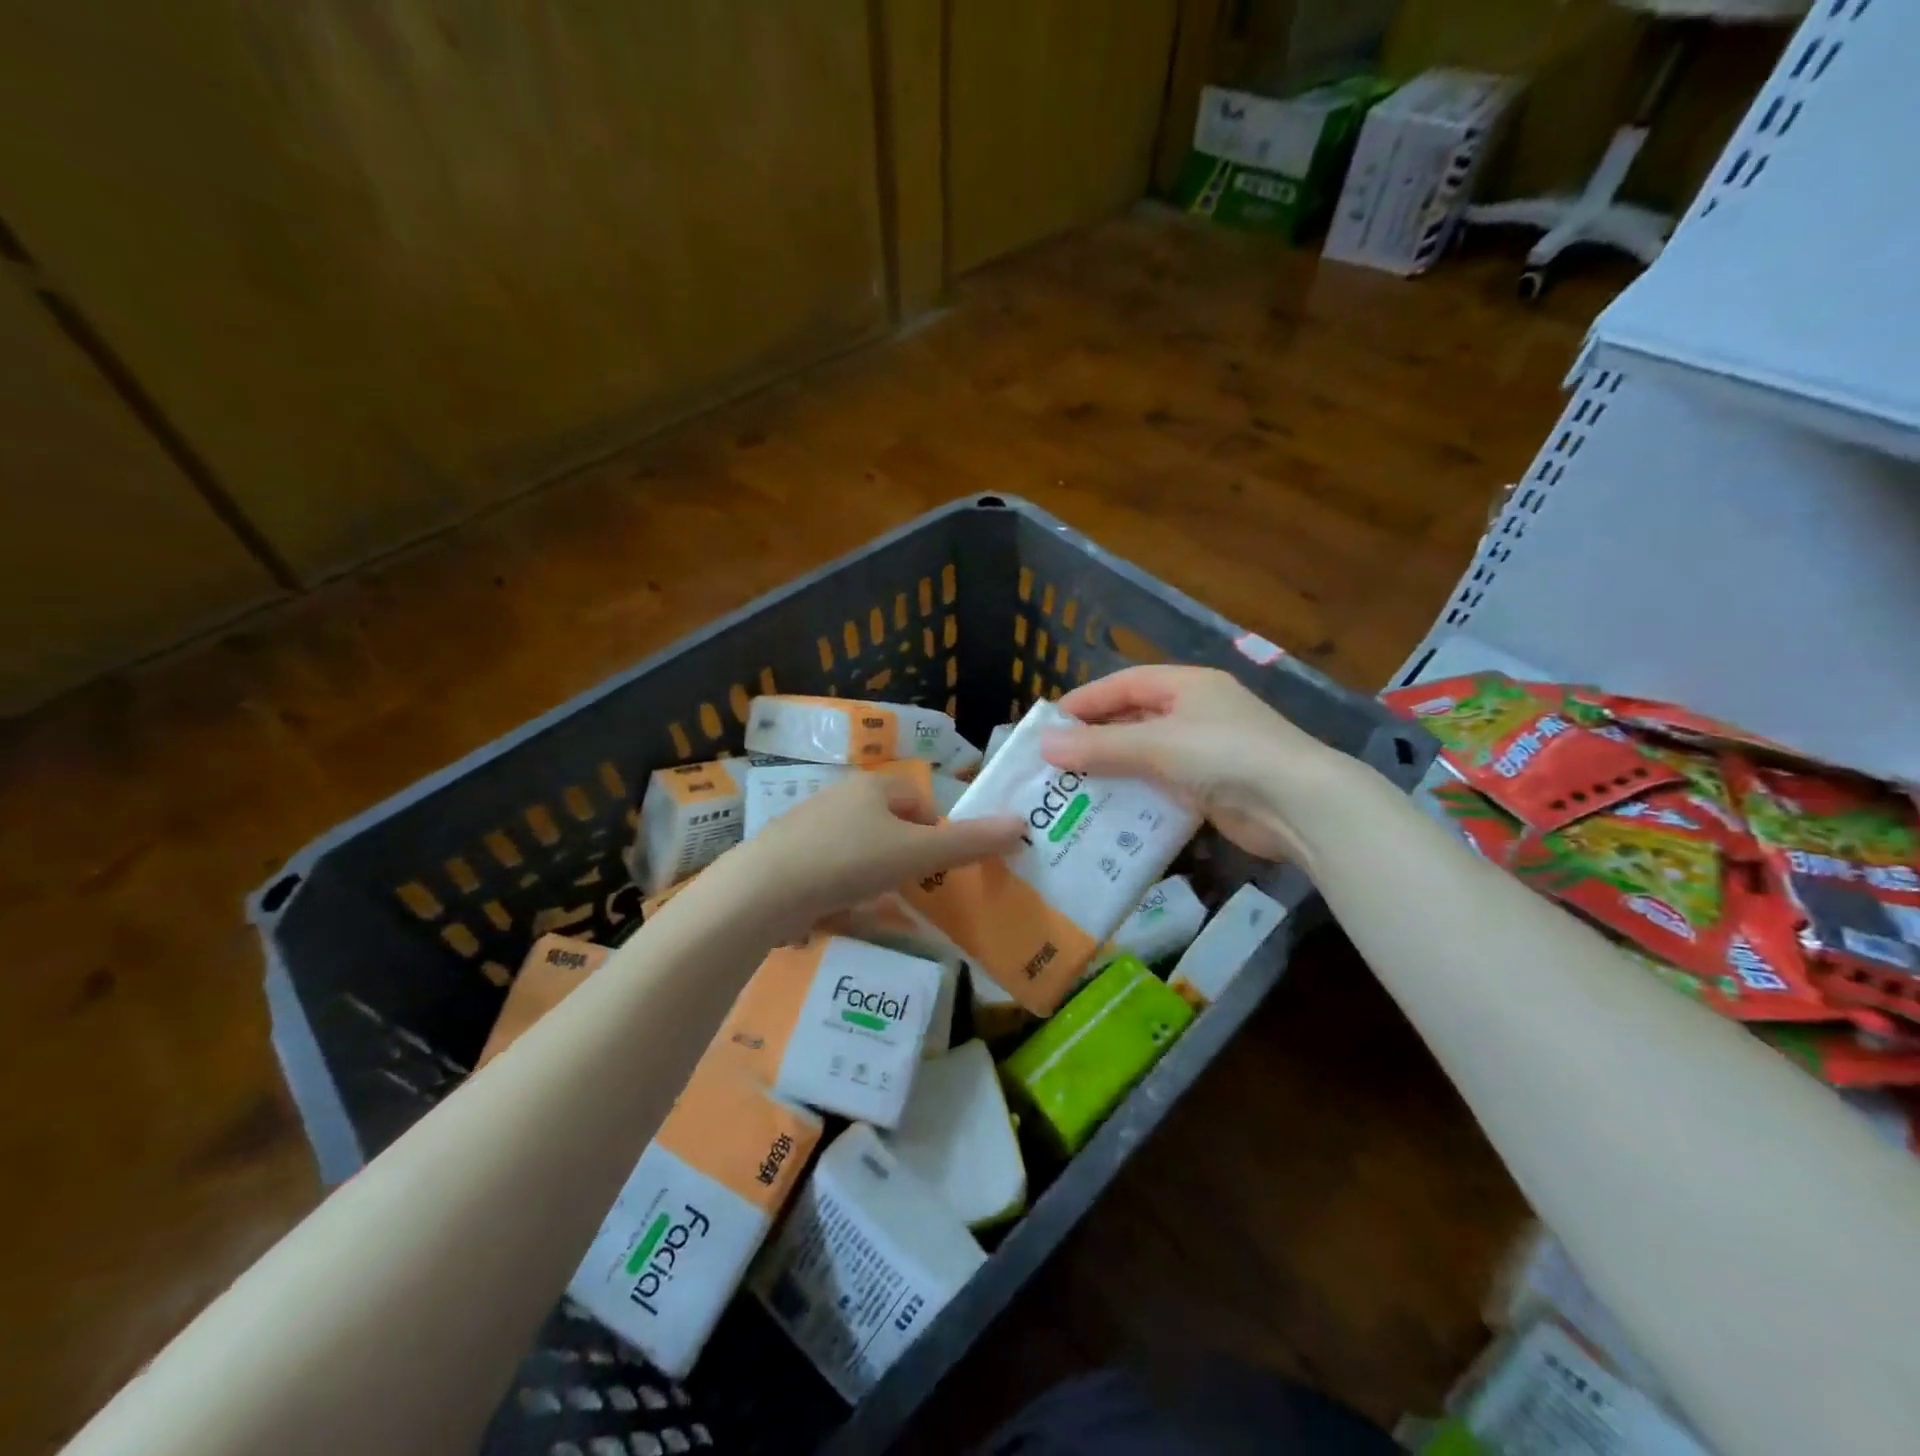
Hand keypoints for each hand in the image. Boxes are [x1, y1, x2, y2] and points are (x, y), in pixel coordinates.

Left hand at [725, 771, 1023, 937]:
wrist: (764, 890)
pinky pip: (830, 867)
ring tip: (878, 903)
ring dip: (874, 872)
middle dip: (905, 854)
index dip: (935, 831)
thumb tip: (1022, 823)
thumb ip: (969, 842)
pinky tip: (841, 910)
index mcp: (872, 786)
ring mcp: (809, 826)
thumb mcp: (917, 853)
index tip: (935, 866)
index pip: (919, 800)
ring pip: (858, 846)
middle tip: (912, 887)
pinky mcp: (788, 856)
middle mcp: (840, 798)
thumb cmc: (849, 860)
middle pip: (888, 823)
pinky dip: (842, 886)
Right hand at [1042, 665, 1351, 864]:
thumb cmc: (1224, 755)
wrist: (1298, 805)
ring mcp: (1206, 751)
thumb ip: (1099, 746)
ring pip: (1146, 754)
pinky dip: (1135, 794)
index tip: (1049, 723)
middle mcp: (1196, 712)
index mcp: (1187, 685)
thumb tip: (1044, 745)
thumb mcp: (1156, 744)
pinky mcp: (1211, 787)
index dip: (1086, 700)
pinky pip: (1161, 784)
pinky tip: (1108, 810)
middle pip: (1134, 718)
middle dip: (1096, 738)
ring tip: (1072, 787)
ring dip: (1113, 769)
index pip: (1125, 683)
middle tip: (1056, 759)